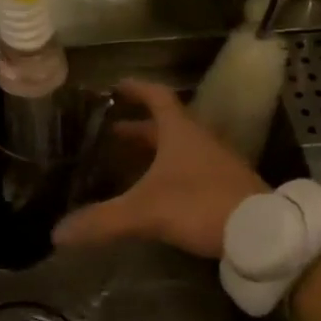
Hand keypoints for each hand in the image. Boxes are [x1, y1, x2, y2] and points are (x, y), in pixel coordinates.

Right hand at [52, 80, 266, 258]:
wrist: (263, 233)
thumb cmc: (201, 205)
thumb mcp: (146, 212)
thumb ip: (102, 220)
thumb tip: (57, 233)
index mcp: (180, 132)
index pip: (157, 97)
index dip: (136, 89)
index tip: (115, 87)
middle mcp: (199, 141)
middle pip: (165, 125)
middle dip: (136, 128)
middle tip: (110, 133)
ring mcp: (216, 164)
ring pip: (178, 149)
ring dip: (153, 152)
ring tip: (126, 164)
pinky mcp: (225, 187)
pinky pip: (190, 170)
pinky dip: (168, 173)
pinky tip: (155, 193)